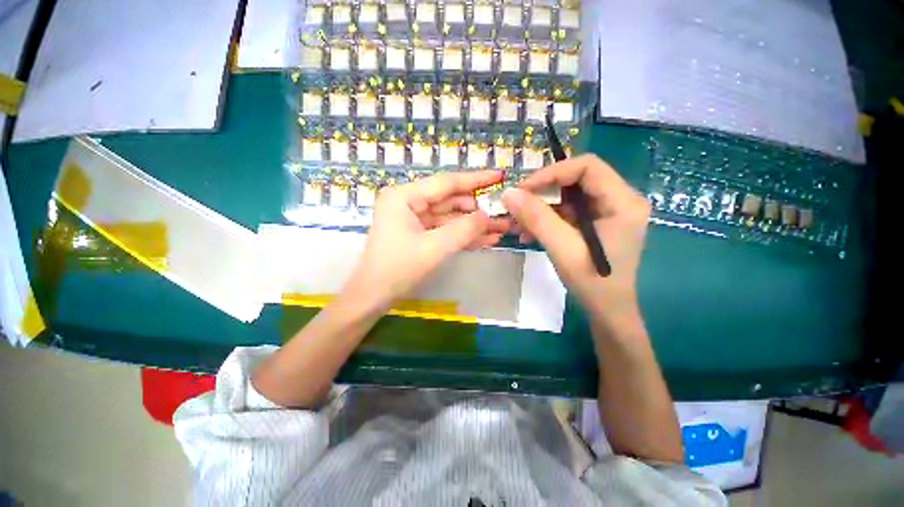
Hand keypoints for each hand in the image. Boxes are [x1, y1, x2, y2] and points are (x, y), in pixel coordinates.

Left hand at [345, 170, 509, 309]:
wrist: (373, 297)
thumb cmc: (397, 269)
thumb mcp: (433, 248)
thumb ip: (463, 230)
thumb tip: (487, 216)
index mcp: (404, 196)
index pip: (446, 183)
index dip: (475, 179)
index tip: (499, 176)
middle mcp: (409, 202)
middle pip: (450, 201)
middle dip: (477, 209)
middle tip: (504, 213)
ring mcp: (414, 219)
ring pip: (450, 218)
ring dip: (474, 225)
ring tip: (501, 229)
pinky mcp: (419, 235)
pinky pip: (445, 231)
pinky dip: (463, 236)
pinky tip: (486, 239)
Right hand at [502, 155, 650, 319]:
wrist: (607, 310)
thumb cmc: (592, 281)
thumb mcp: (562, 248)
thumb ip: (537, 218)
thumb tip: (508, 193)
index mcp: (623, 201)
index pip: (587, 167)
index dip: (552, 173)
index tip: (523, 189)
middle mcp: (619, 200)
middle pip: (576, 180)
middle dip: (542, 192)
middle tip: (517, 204)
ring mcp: (607, 212)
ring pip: (568, 197)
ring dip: (540, 208)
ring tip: (517, 223)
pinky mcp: (595, 223)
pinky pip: (567, 212)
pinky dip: (546, 219)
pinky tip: (528, 232)